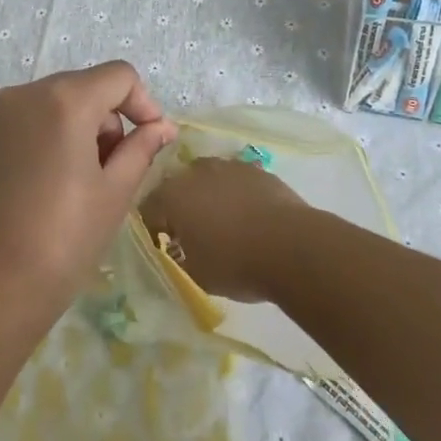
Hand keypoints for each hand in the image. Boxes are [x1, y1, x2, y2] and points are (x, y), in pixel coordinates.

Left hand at [0, 61, 176, 308]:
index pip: (119, 76)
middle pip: (82, 87)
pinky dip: (41, 142)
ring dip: (74, 130)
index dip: (143, 104)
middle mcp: (23, 95)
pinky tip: (40, 189)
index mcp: (64, 100)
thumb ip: (142, 148)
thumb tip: (162, 127)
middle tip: (114, 170)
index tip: (151, 141)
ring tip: (77, 183)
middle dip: (107, 120)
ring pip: (49, 105)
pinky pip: (19, 126)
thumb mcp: (115, 192)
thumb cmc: (64, 239)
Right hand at [138, 157, 314, 301]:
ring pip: (207, 178)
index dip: (153, 228)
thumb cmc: (235, 264)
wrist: (292, 246)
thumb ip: (177, 259)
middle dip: (179, 207)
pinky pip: (235, 180)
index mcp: (171, 197)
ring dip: (207, 195)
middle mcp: (194, 173)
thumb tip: (176, 253)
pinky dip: (234, 193)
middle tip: (191, 233)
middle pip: (177, 187)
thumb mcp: (195, 275)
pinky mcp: (255, 169)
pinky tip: (247, 214)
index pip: (148, 209)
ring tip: (221, 221)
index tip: (162, 246)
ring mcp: (227, 166)